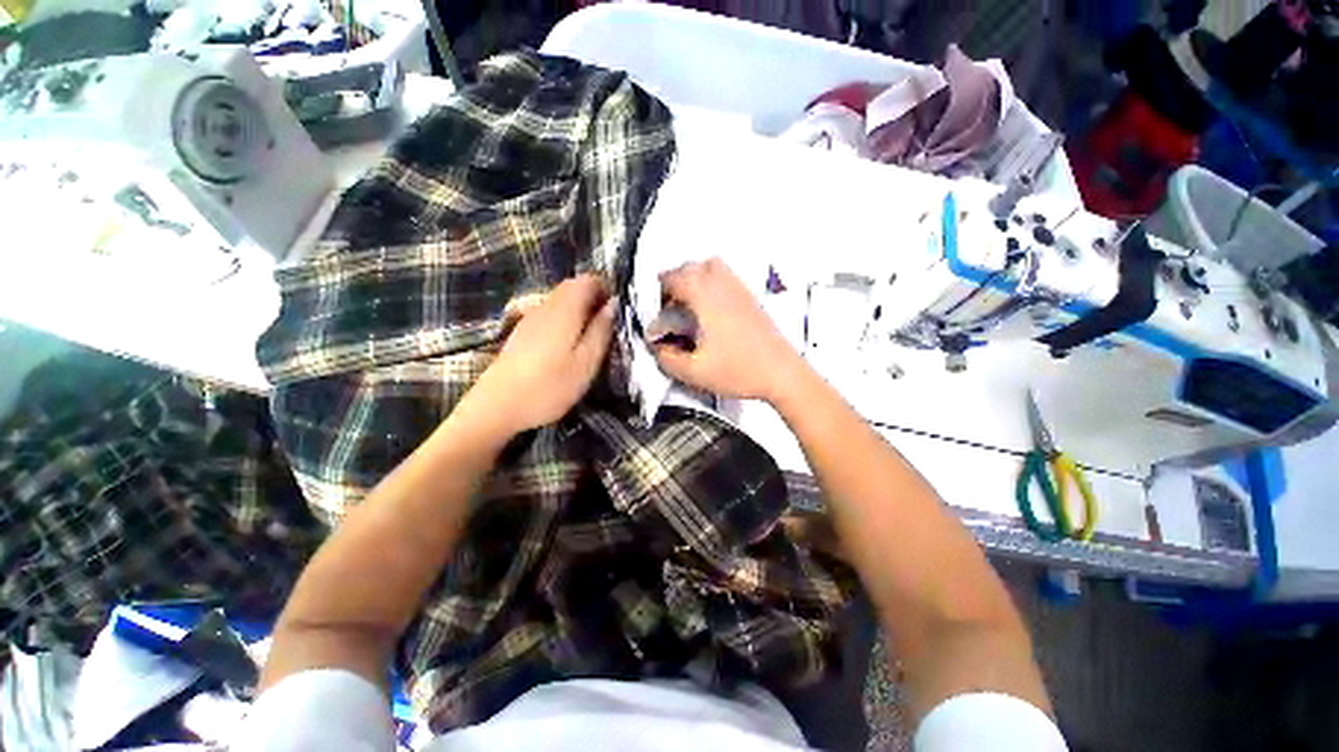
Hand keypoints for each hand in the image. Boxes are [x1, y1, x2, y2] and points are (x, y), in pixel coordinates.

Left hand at [459, 274, 615, 438]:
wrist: (498, 406)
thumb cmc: (550, 386)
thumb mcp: (586, 363)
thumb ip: (601, 331)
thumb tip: (613, 305)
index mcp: (565, 310)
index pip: (587, 280)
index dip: (606, 289)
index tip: (617, 311)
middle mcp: (546, 306)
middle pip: (573, 288)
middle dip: (594, 299)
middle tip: (608, 327)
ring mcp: (530, 318)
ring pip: (561, 302)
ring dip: (580, 311)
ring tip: (591, 339)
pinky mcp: (522, 332)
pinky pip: (550, 315)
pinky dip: (565, 321)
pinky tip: (567, 347)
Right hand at [652, 258, 802, 401]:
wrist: (782, 374)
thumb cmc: (741, 371)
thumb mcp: (695, 372)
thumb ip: (668, 359)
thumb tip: (658, 348)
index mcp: (706, 298)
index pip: (674, 278)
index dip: (657, 290)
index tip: (652, 306)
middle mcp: (723, 287)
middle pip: (692, 267)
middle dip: (674, 281)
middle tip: (667, 304)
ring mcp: (740, 290)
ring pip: (712, 267)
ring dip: (694, 278)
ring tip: (687, 303)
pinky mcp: (751, 299)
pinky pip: (726, 278)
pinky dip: (711, 284)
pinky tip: (709, 310)